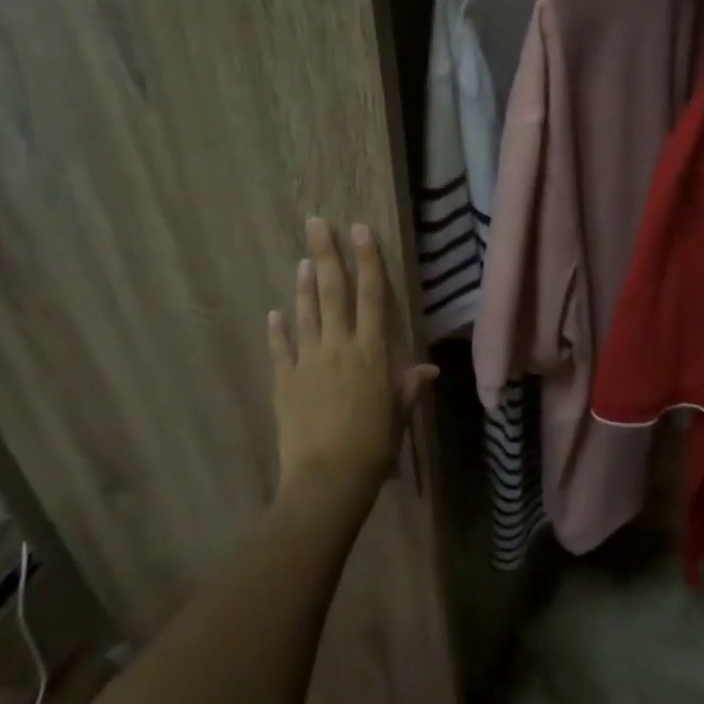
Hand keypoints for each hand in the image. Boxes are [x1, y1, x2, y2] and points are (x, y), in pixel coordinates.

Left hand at [268, 219, 436, 508]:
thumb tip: (429, 369)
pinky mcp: (284, 382)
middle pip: (333, 292)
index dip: (367, 260)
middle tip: (316, 223)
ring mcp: (308, 362)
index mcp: (371, 352)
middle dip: (327, 254)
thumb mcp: (399, 414)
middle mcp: (339, 347)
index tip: (359, 230)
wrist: (327, 480)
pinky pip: (281, 349)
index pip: (371, 296)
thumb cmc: (373, 446)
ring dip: (305, 285)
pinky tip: (274, 312)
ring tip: (303, 259)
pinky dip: (277, 329)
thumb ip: (410, 386)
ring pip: (306, 314)